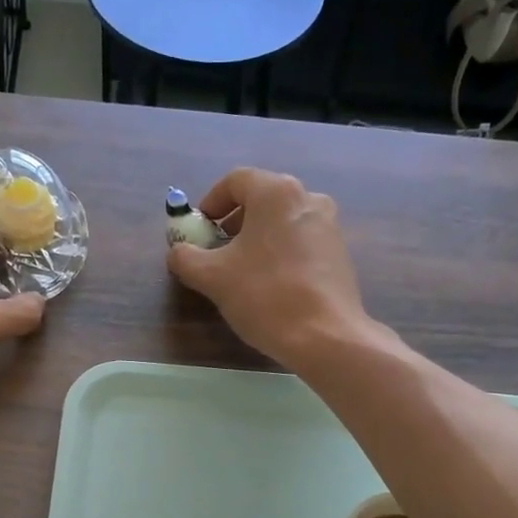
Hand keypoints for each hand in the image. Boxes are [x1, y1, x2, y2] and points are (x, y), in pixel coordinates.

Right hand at [166, 167, 372, 366]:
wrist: (325, 336)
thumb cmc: (265, 296)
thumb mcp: (212, 277)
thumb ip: (186, 258)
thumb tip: (178, 252)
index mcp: (276, 192)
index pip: (235, 181)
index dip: (211, 202)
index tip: (199, 229)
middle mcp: (308, 198)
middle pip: (261, 199)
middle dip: (233, 222)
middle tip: (216, 250)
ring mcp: (329, 226)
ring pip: (282, 221)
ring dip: (256, 238)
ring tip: (241, 271)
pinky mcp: (339, 253)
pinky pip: (300, 241)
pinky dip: (279, 252)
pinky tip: (270, 284)